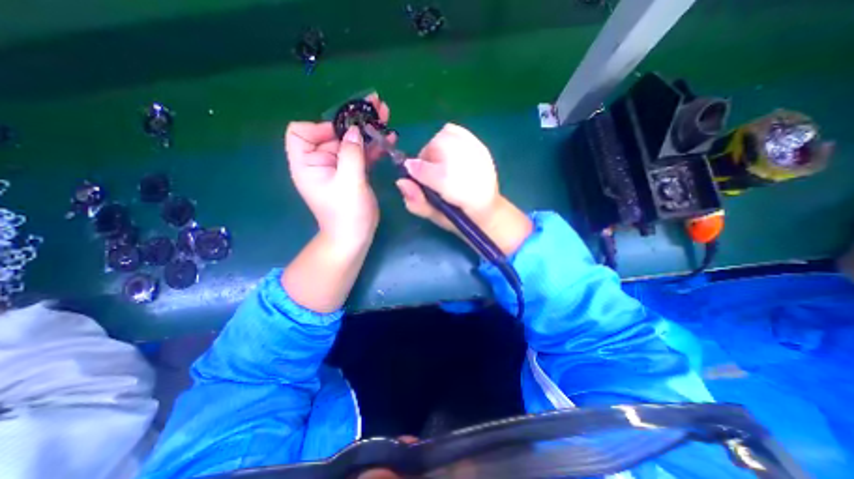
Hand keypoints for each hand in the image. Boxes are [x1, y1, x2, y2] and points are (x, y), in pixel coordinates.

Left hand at [285, 94, 395, 250]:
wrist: (355, 237)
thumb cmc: (347, 214)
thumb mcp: (349, 183)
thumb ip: (351, 154)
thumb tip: (354, 130)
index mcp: (307, 164)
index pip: (301, 132)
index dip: (321, 127)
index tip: (344, 132)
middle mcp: (320, 162)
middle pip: (333, 133)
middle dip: (353, 120)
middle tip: (376, 105)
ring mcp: (338, 167)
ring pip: (351, 142)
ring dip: (367, 129)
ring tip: (386, 115)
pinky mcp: (353, 173)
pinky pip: (361, 154)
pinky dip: (373, 146)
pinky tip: (389, 138)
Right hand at [396, 125, 530, 255]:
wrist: (487, 210)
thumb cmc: (458, 216)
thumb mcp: (435, 217)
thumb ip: (416, 202)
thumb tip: (401, 182)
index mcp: (460, 194)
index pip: (432, 173)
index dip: (417, 172)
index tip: (412, 175)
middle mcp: (471, 170)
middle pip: (436, 147)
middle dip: (427, 159)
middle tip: (431, 174)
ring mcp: (478, 156)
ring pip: (445, 137)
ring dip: (436, 149)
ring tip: (441, 164)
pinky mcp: (482, 148)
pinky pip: (457, 132)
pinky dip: (447, 138)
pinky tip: (449, 153)